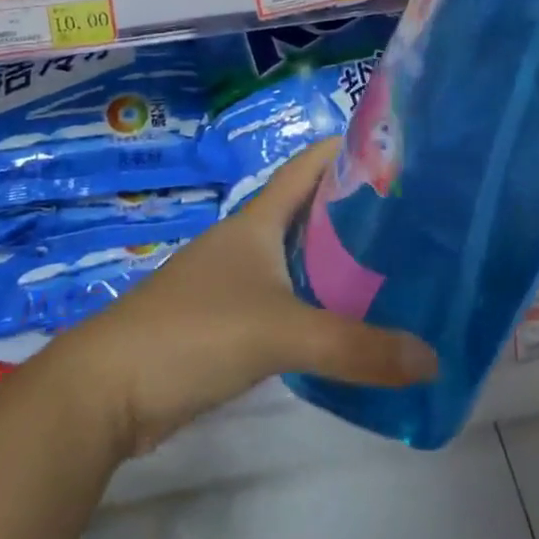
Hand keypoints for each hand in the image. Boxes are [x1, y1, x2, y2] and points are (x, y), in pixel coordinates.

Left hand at [55, 141, 436, 457]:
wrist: (107, 390)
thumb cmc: (194, 332)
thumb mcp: (281, 333)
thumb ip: (355, 347)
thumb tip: (431, 359)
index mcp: (256, 222)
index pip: (307, 166)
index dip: (346, 148)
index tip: (394, 147)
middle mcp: (246, 242)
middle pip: (307, 210)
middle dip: (353, 207)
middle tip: (412, 214)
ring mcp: (232, 282)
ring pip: (296, 257)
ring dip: (336, 258)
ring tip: (392, 265)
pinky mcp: (225, 322)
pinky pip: (284, 298)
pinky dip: (315, 300)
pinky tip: (344, 319)